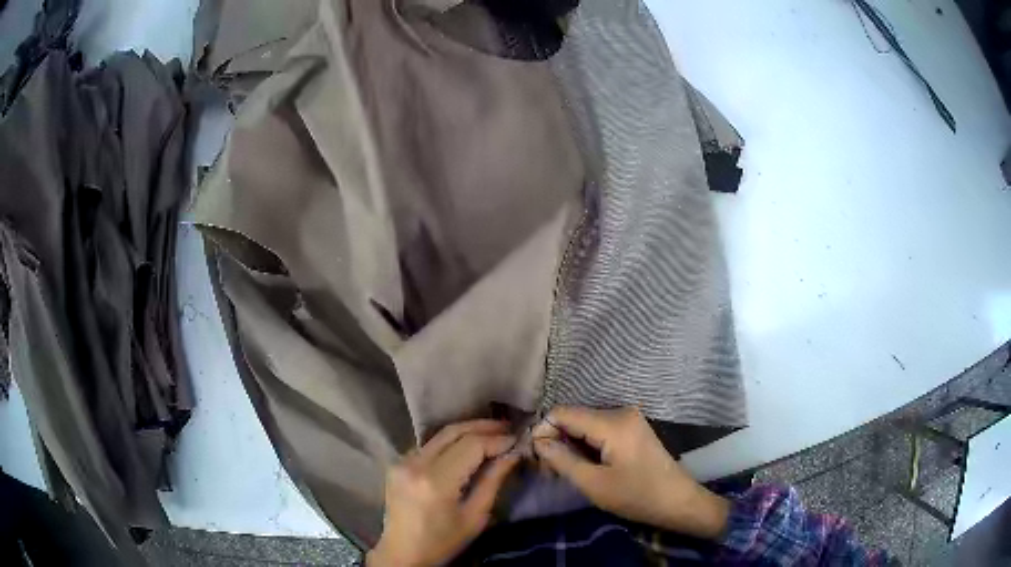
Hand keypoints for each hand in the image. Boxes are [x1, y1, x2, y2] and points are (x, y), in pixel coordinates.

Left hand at [368, 420, 519, 565]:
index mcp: (435, 481)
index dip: (496, 440)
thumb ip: (493, 481)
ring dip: (466, 431)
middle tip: (507, 427)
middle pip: (452, 432)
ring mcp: (402, 461)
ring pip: (439, 435)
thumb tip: (513, 453)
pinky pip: (427, 444)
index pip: (471, 446)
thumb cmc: (443, 542)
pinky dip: (449, 441)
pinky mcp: (396, 464)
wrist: (403, 553)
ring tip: (492, 432)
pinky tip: (465, 445)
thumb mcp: (475, 517)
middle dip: (483, 426)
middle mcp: (415, 464)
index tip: (516, 440)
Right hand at [533, 406, 729, 539]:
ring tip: (563, 472)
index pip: (562, 413)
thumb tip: (537, 441)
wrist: (678, 501)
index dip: (543, 431)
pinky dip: (585, 445)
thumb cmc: (636, 496)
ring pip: (584, 424)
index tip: (536, 459)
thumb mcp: (593, 483)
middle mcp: (620, 411)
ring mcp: (628, 418)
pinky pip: (598, 429)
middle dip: (556, 441)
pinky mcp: (632, 428)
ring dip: (570, 445)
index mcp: (612, 422)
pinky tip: (582, 466)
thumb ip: (562, 459)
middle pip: (573, 417)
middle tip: (549, 472)